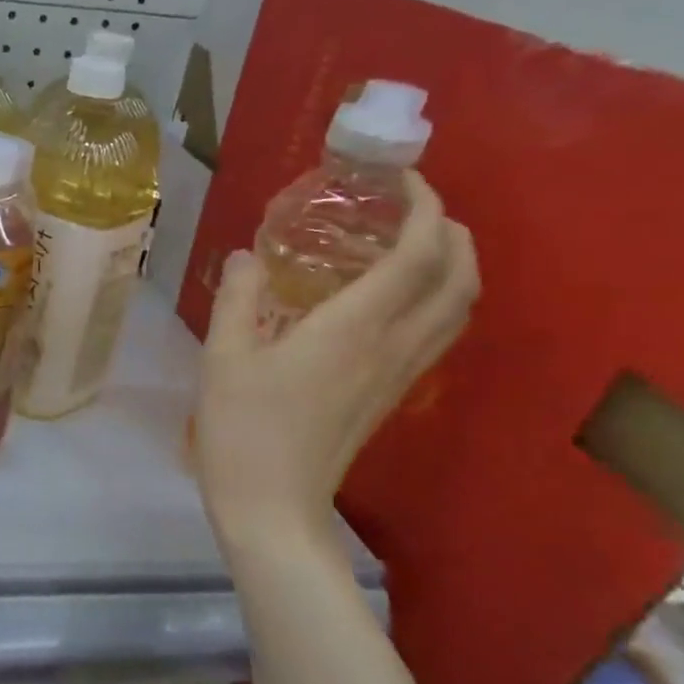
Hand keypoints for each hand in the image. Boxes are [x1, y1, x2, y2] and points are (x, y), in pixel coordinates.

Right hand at [196, 171, 477, 556]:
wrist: (272, 504)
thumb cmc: (242, 428)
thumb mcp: (223, 357)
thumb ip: (238, 299)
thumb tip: (247, 256)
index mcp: (353, 328)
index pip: (418, 255)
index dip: (424, 209)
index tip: (404, 179)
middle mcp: (392, 346)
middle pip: (459, 279)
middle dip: (453, 233)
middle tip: (415, 208)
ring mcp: (398, 374)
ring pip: (458, 310)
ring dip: (456, 267)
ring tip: (417, 245)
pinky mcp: (390, 395)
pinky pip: (437, 334)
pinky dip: (437, 300)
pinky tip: (395, 299)